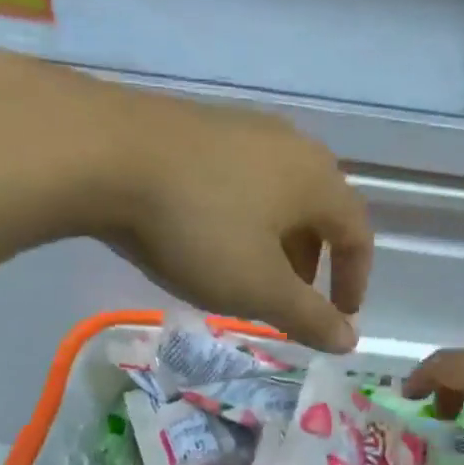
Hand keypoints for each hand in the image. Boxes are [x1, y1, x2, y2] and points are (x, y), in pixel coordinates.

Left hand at [95, 87, 372, 352]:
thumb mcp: (259, 288)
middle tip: (289, 299)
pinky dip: (243, 214)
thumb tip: (349, 340)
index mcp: (318, 179)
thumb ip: (309, 317)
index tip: (340, 316)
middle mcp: (291, 145)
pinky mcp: (200, 124)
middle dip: (312, 261)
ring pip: (278, 193)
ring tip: (246, 272)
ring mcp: (243, 128)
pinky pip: (241, 177)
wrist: (105, 154)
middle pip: (319, 210)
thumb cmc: (199, 228)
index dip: (354, 280)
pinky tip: (205, 233)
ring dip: (276, 239)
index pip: (358, 233)